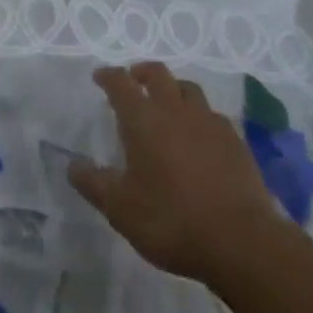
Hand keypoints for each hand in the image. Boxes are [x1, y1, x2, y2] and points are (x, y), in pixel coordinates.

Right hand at [69, 62, 286, 285]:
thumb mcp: (121, 209)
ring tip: (168, 105)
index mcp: (143, 119)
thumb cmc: (171, 220)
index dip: (108, 76)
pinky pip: (213, 115)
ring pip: (188, 89)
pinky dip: (200, 117)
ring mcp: (208, 122)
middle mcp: (175, 109)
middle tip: (134, 80)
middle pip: (158, 73)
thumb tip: (72, 165)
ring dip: (174, 90)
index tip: (100, 77)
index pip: (120, 83)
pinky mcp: (235, 141)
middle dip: (142, 72)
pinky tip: (200, 136)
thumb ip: (94, 184)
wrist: (240, 240)